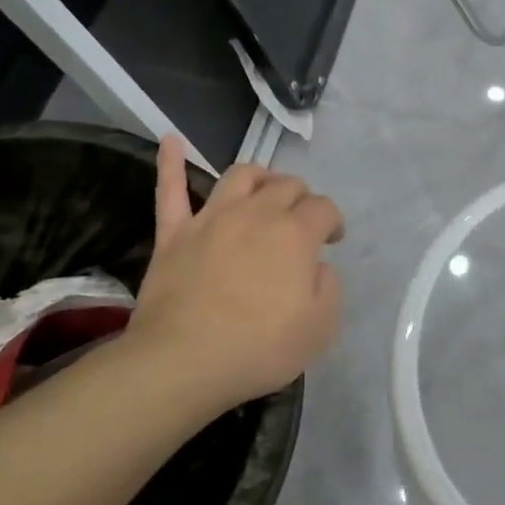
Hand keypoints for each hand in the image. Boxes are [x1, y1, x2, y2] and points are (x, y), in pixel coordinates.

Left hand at [126, 137, 345, 418]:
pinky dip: (171, 163)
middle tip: (303, 221)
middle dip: (302, 197)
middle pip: (286, 186)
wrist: (184, 362)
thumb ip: (329, 286)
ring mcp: (211, 219)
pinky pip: (171, 190)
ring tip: (266, 188)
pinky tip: (171, 142)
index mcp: (295, 234)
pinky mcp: (174, 234)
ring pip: (240, 176)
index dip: (334, 221)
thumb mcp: (322, 326)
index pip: (324, 208)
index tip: (333, 241)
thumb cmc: (260, 348)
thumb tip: (316, 266)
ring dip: (260, 176)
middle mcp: (256, 214)